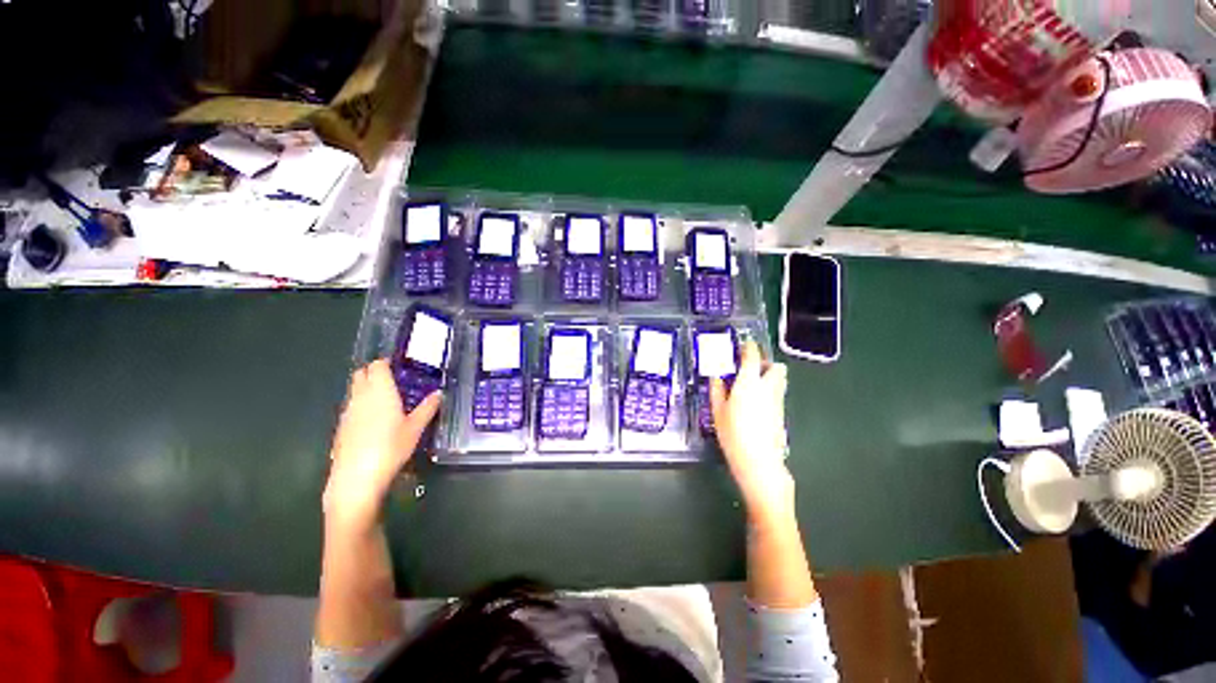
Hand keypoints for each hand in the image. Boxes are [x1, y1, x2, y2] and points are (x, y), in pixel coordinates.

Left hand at [323, 359, 441, 527]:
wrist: (356, 478)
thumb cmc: (391, 447)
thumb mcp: (416, 428)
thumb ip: (428, 408)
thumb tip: (439, 394)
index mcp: (380, 391)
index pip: (378, 366)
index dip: (386, 362)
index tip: (398, 365)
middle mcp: (360, 396)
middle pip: (361, 374)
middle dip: (373, 371)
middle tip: (392, 379)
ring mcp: (347, 412)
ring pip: (354, 390)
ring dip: (366, 387)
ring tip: (385, 398)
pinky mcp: (341, 427)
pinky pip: (351, 406)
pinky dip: (360, 405)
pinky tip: (373, 420)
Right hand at [710, 341, 793, 524]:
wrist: (759, 462)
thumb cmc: (733, 434)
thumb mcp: (717, 411)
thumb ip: (717, 390)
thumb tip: (716, 376)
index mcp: (749, 382)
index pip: (752, 356)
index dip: (749, 347)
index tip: (744, 345)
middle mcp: (768, 387)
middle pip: (776, 367)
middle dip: (766, 363)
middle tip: (750, 367)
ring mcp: (778, 401)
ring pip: (780, 380)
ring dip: (770, 376)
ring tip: (753, 384)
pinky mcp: (782, 414)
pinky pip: (778, 394)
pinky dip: (770, 391)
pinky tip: (756, 403)